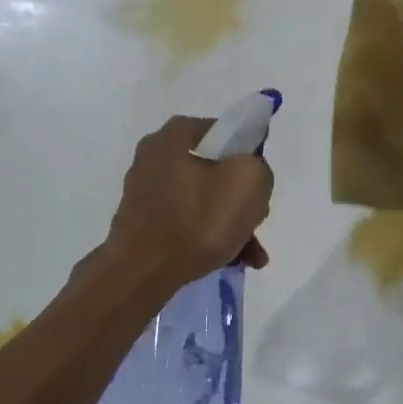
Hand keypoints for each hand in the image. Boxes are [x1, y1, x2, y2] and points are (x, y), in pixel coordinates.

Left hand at [105, 116, 272, 292]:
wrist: (143, 272)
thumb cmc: (197, 220)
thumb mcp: (248, 182)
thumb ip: (258, 167)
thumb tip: (250, 174)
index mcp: (173, 137)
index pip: (221, 131)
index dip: (247, 153)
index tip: (258, 180)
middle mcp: (153, 159)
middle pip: (214, 170)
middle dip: (240, 197)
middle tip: (255, 219)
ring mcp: (145, 193)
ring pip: (203, 201)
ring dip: (231, 223)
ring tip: (251, 254)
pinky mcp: (144, 224)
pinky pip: (187, 224)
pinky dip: (209, 237)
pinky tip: (233, 260)